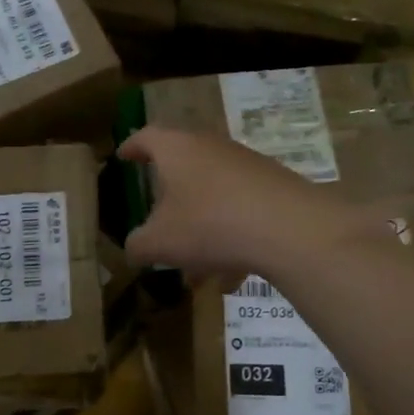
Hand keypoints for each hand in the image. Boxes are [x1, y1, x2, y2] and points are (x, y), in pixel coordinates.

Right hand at [119, 126, 401, 280]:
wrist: (289, 228)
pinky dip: (230, 240)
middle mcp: (212, 148)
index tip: (124, 156)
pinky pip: (241, 213)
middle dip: (169, 201)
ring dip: (201, 230)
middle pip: (183, 168)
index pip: (147, 137)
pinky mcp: (274, 187)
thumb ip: (138, 245)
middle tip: (157, 223)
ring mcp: (247, 166)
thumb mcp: (159, 243)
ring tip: (196, 271)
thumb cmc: (210, 225)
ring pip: (213, 197)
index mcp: (177, 150)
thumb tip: (135, 248)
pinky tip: (231, 277)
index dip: (132, 147)